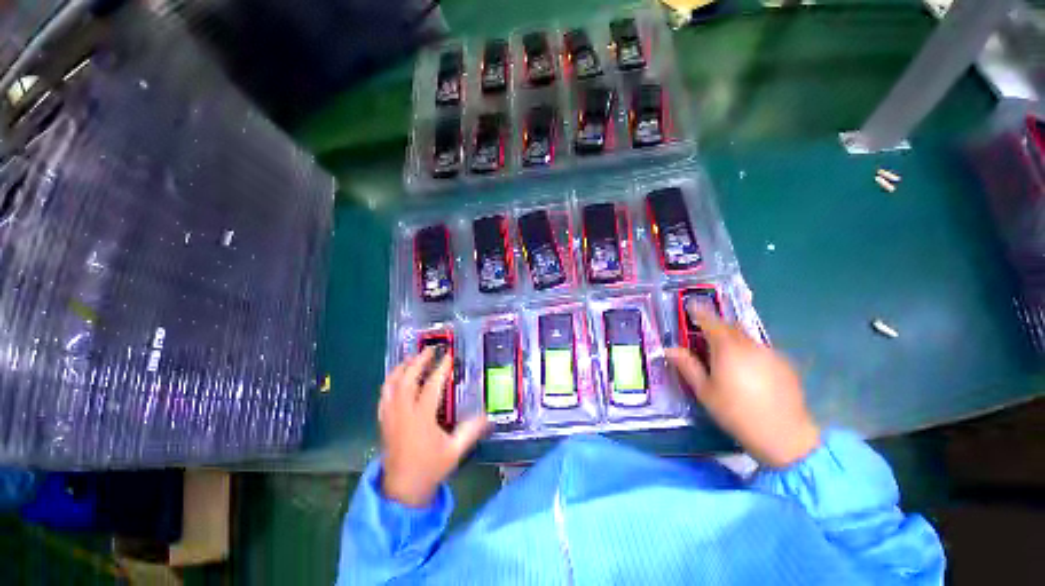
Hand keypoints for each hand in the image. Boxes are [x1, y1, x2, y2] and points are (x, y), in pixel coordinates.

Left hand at [378, 349, 490, 506]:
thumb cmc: (430, 469)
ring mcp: (390, 417)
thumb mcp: (455, 451)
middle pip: (407, 379)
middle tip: (429, 349)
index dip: (441, 369)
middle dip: (418, 361)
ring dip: (401, 368)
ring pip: (391, 385)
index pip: (431, 386)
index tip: (449, 356)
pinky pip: (383, 396)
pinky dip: (390, 382)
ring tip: (411, 358)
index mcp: (421, 419)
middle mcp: (403, 413)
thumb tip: (488, 416)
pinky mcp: (383, 421)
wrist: (402, 490)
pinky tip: (397, 378)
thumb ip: (471, 431)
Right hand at [666, 305, 819, 467]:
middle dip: (716, 326)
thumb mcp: (705, 391)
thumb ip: (687, 366)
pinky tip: (748, 371)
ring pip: (746, 338)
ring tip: (726, 356)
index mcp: (727, 348)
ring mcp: (770, 353)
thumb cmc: (736, 412)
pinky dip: (749, 351)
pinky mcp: (784, 364)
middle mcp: (750, 345)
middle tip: (704, 336)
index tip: (691, 306)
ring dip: (733, 339)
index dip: (699, 312)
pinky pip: (761, 349)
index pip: (710, 322)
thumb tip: (670, 349)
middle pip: (730, 327)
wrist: (784, 436)